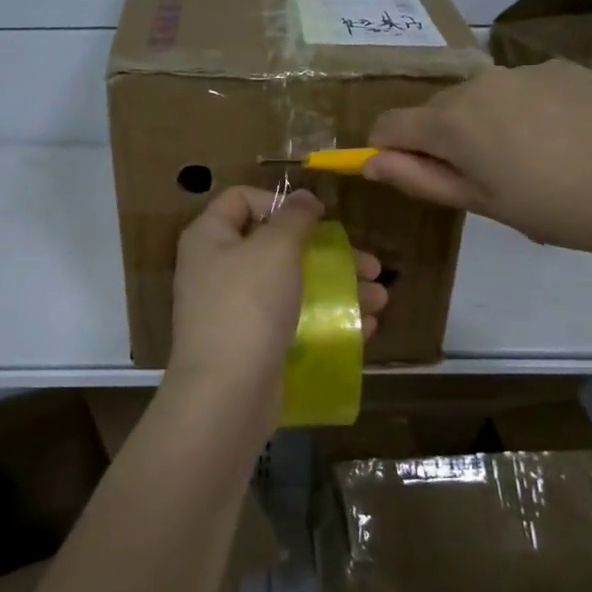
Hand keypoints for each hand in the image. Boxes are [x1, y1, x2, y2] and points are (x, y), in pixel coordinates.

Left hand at [169, 187, 386, 420]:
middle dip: (329, 254)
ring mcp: (235, 310)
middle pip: (277, 246)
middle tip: (371, 265)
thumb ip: (294, 218)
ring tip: (381, 298)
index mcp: (210, 238)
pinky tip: (366, 326)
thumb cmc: (249, 305)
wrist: (227, 393)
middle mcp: (218, 269)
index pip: (242, 199)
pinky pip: (293, 320)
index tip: (319, 218)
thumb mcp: (276, 249)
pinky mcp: (253, 343)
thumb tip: (303, 198)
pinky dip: (327, 319)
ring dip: (340, 288)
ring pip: (293, 286)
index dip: (280, 202)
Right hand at [363, 59, 591, 263]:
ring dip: (482, 126)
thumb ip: (420, 179)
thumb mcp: (485, 205)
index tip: (412, 177)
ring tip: (531, 163)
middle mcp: (479, 83)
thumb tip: (369, 162)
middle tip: (484, 182)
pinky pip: (520, 89)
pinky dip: (522, 112)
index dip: (386, 151)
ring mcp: (524, 70)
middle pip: (434, 110)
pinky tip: (565, 140)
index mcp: (453, 121)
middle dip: (439, 141)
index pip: (389, 124)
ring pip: (478, 98)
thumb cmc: (564, 209)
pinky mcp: (562, 67)